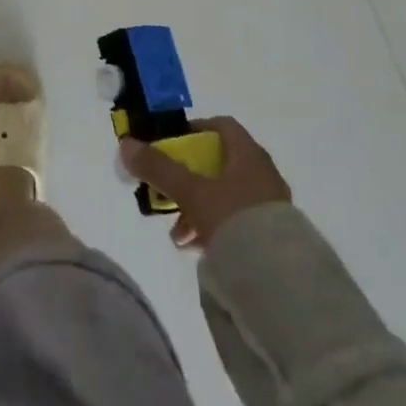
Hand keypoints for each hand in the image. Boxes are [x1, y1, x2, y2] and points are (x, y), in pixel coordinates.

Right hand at [120, 117, 290, 249]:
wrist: (280, 279)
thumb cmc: (235, 219)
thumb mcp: (192, 192)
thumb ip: (160, 169)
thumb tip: (126, 144)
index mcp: (248, 153)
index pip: (221, 126)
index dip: (194, 130)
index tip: (172, 145)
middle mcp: (262, 173)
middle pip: (219, 164)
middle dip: (189, 179)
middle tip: (168, 195)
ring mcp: (269, 205)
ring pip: (226, 196)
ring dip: (198, 208)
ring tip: (179, 235)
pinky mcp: (272, 236)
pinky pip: (237, 222)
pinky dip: (215, 228)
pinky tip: (198, 248)